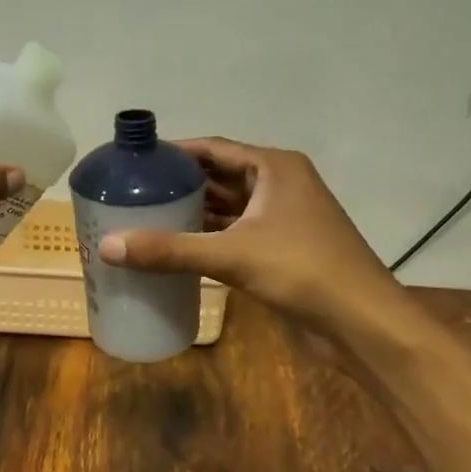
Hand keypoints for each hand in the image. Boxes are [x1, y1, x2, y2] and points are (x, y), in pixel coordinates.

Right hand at [97, 139, 398, 330]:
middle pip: (220, 176)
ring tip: (145, 218)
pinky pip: (237, 233)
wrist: (363, 322)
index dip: (175, 153)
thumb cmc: (303, 271)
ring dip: (193, 212)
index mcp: (275, 168)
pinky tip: (177, 248)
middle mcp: (280, 185)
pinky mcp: (282, 248)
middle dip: (180, 184)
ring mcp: (283, 218)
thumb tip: (107, 246)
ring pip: (229, 207)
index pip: (214, 148)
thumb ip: (170, 250)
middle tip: (133, 193)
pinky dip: (209, 238)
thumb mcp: (233, 255)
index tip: (136, 162)